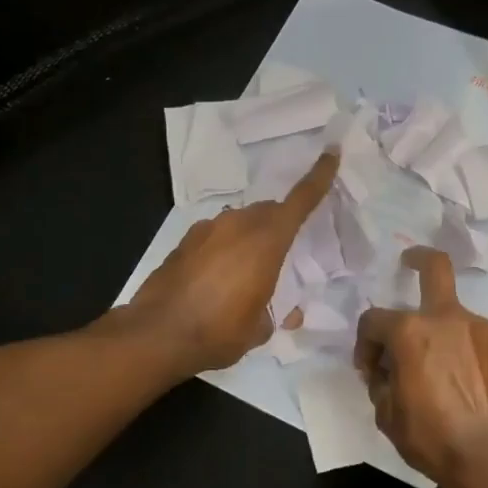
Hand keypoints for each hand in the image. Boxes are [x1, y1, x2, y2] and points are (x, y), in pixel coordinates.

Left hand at [125, 148, 339, 375]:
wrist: (157, 335)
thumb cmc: (219, 331)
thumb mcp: (260, 329)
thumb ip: (276, 313)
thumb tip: (285, 313)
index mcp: (267, 241)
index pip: (300, 201)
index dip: (318, 177)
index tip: (331, 152)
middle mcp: (238, 225)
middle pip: (268, 212)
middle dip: (279, 225)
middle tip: (284, 252)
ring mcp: (207, 229)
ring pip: (240, 223)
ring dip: (249, 239)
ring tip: (247, 273)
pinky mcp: (184, 241)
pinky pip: (215, 236)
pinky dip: (223, 250)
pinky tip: (216, 279)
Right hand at [354, 247, 487, 483]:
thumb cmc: (431, 436)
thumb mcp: (387, 414)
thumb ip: (382, 382)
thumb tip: (387, 372)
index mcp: (410, 331)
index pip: (374, 321)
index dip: (364, 344)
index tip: (369, 370)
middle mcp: (448, 319)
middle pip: (434, 268)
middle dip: (418, 259)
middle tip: (409, 263)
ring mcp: (482, 331)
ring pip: (455, 316)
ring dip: (441, 331)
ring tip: (438, 366)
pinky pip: (476, 341)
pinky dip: (465, 352)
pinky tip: (465, 382)